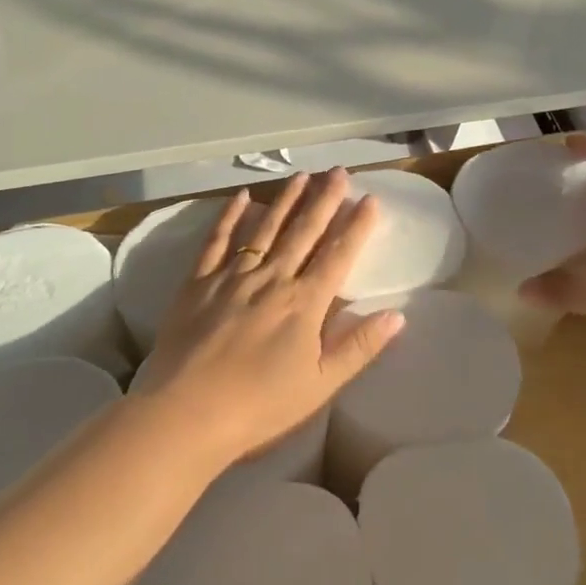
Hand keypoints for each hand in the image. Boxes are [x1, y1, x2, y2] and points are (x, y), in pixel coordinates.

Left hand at [137, 168, 406, 466]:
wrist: (187, 413)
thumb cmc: (260, 406)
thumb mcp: (320, 385)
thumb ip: (358, 347)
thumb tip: (397, 315)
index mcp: (304, 303)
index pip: (338, 255)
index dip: (356, 226)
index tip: (371, 199)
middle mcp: (272, 278)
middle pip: (304, 231)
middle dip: (324, 199)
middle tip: (339, 170)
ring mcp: (232, 276)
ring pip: (265, 228)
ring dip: (286, 199)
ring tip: (302, 175)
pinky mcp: (198, 282)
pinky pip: (217, 241)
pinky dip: (230, 216)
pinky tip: (242, 197)